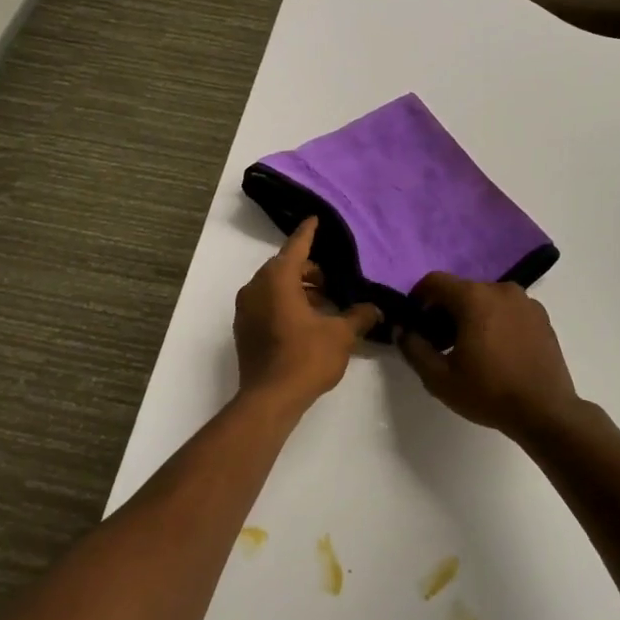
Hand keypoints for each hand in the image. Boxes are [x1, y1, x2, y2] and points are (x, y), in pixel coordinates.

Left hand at [234, 218, 383, 406]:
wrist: (269, 399)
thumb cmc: (305, 358)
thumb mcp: (341, 335)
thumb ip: (359, 317)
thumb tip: (375, 310)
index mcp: (277, 280)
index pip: (296, 247)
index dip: (308, 233)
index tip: (315, 219)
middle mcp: (255, 288)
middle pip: (284, 267)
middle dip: (308, 270)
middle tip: (333, 281)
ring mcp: (245, 310)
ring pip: (274, 287)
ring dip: (298, 289)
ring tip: (325, 304)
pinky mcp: (244, 330)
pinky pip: (266, 305)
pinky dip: (285, 304)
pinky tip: (308, 322)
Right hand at [398, 273, 582, 438]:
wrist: (546, 411)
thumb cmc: (489, 392)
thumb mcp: (439, 378)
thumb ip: (413, 348)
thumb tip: (403, 330)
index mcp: (474, 297)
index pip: (435, 281)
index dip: (418, 298)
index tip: (415, 321)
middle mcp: (501, 289)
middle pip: (462, 290)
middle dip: (445, 310)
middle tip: (439, 341)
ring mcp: (526, 301)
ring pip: (486, 299)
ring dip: (472, 315)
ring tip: (469, 348)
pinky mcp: (542, 317)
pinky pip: (508, 309)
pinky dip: (496, 320)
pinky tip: (496, 351)